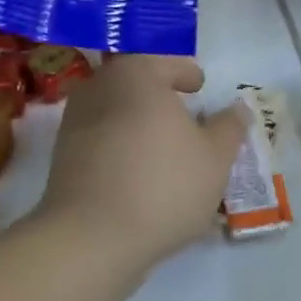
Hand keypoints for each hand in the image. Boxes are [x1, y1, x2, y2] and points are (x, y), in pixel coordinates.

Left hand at [36, 55, 249, 276]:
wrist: (92, 238)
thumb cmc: (163, 185)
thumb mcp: (215, 157)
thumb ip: (229, 127)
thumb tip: (238, 107)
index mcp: (136, 74)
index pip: (166, 61)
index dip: (187, 73)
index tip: (200, 89)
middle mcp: (98, 88)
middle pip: (136, 84)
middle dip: (161, 98)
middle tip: (186, 120)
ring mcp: (74, 122)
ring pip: (117, 112)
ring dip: (140, 124)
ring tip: (166, 151)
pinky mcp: (63, 157)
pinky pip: (101, 140)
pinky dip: (122, 148)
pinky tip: (140, 174)